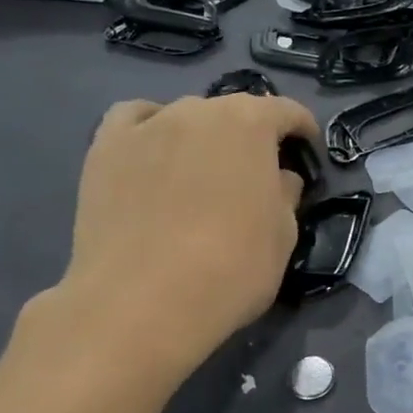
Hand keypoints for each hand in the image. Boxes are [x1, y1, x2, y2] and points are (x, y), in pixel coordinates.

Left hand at [46, 93, 318, 375]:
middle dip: (249, 137)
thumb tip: (278, 179)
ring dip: (201, 136)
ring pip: (184, 117)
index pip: (285, 111)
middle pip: (232, 113)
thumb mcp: (283, 236)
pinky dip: (150, 129)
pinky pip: (134, 121)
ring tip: (200, 172)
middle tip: (253, 174)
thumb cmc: (230, 269)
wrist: (141, 302)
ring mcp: (147, 125)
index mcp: (249, 123)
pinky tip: (153, 153)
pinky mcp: (105, 149)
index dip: (301, 128)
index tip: (307, 149)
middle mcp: (197, 110)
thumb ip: (285, 195)